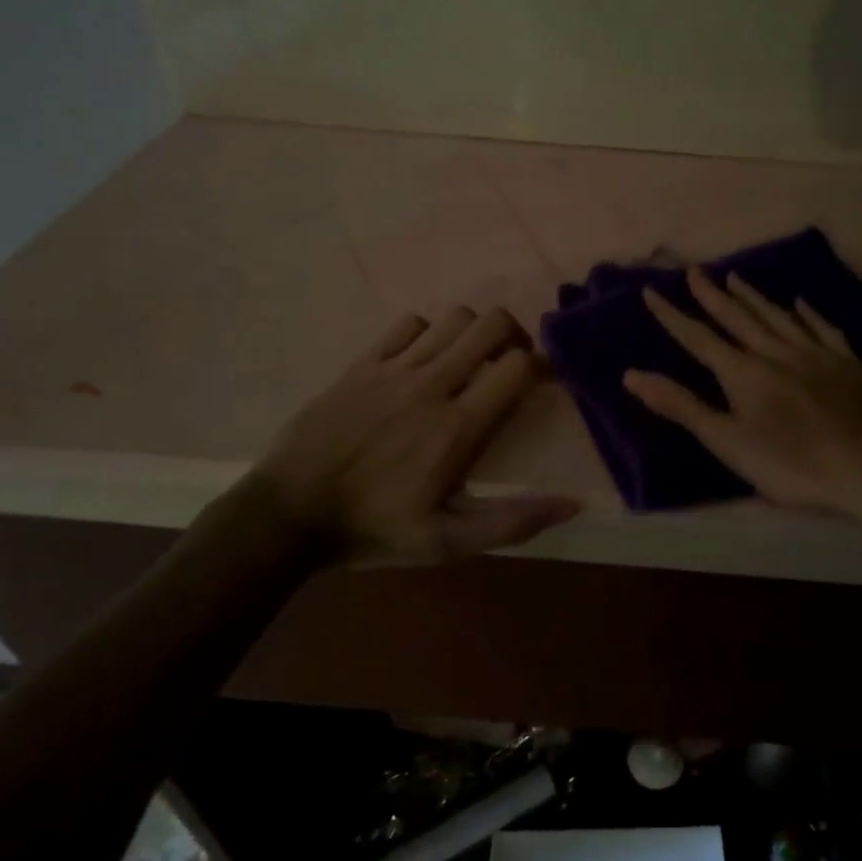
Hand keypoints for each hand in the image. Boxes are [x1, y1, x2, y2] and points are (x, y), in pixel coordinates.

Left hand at [254, 307, 579, 563]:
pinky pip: (408, 324)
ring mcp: (393, 369)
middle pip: (490, 324)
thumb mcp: (447, 543)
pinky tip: (423, 360)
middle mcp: (431, 385)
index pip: (516, 366)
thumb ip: (513, 522)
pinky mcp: (362, 364)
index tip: (540, 384)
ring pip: (453, 317)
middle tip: (510, 364)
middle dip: (513, 336)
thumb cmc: (374, 530)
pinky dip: (428, 332)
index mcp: (457, 427)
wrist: (288, 515)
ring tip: (469, 361)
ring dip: (472, 333)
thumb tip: (573, 503)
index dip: (538, 367)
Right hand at [622, 268, 861, 520]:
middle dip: (712, 295)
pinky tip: (799, 302)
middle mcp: (775, 352)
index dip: (673, 315)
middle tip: (695, 270)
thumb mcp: (728, 442)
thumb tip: (632, 375)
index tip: (652, 290)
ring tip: (735, 277)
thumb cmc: (792, 462)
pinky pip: (821, 327)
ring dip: (753, 296)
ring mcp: (814, 353)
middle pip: (738, 318)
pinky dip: (807, 313)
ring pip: (777, 316)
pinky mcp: (846, 361)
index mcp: (743, 373)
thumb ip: (682, 407)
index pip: (699, 338)